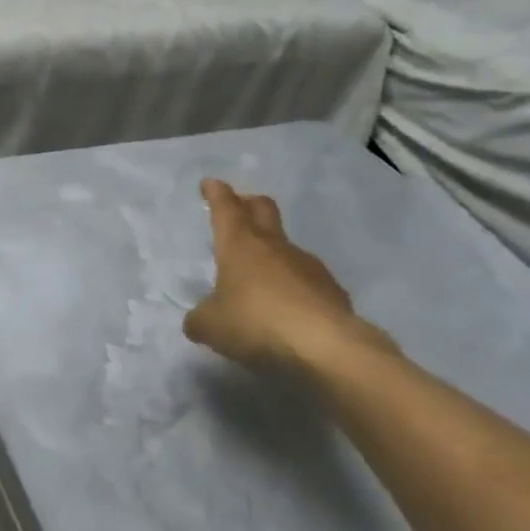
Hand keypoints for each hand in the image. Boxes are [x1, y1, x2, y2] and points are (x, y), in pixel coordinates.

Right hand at [183, 180, 380, 369]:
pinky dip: (292, 283)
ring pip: (285, 246)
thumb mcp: (210, 326)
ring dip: (271, 250)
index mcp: (240, 246)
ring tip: (259, 273)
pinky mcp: (331, 289)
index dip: (217, 194)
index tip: (211, 183)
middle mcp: (274, 246)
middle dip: (248, 203)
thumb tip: (198, 319)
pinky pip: (305, 277)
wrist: (326, 347)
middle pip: (263, 210)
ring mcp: (307, 265)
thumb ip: (199, 319)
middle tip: (240, 205)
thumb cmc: (256, 324)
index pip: (226, 208)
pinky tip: (287, 305)